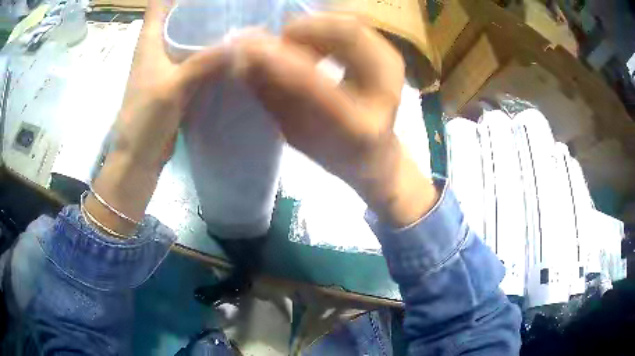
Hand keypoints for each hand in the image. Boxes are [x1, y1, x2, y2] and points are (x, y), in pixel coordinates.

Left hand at [85, 0, 226, 235]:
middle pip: (177, 17)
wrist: (139, 157)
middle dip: (201, 8)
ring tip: (237, 23)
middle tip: (232, 5)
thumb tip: (240, 44)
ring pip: (188, 38)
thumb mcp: (172, 87)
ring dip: (208, 31)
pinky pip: (195, 61)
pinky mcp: (176, 83)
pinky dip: (210, 55)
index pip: (158, 4)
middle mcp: (157, 49)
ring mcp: (167, 66)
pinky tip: (230, 54)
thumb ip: (203, 63)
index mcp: (149, 42)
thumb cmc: (145, 119)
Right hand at [231, 15, 437, 226]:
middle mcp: (387, 90)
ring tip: (290, 44)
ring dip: (311, 27)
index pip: (313, 82)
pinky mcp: (389, 55)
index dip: (276, 59)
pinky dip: (324, 27)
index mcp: (360, 127)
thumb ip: (270, 94)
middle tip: (273, 43)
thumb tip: (241, 58)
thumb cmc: (333, 152)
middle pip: (344, 33)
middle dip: (300, 30)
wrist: (375, 154)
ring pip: (348, 24)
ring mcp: (392, 67)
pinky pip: (352, 26)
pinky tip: (309, 42)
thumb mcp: (295, 132)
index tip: (246, 47)